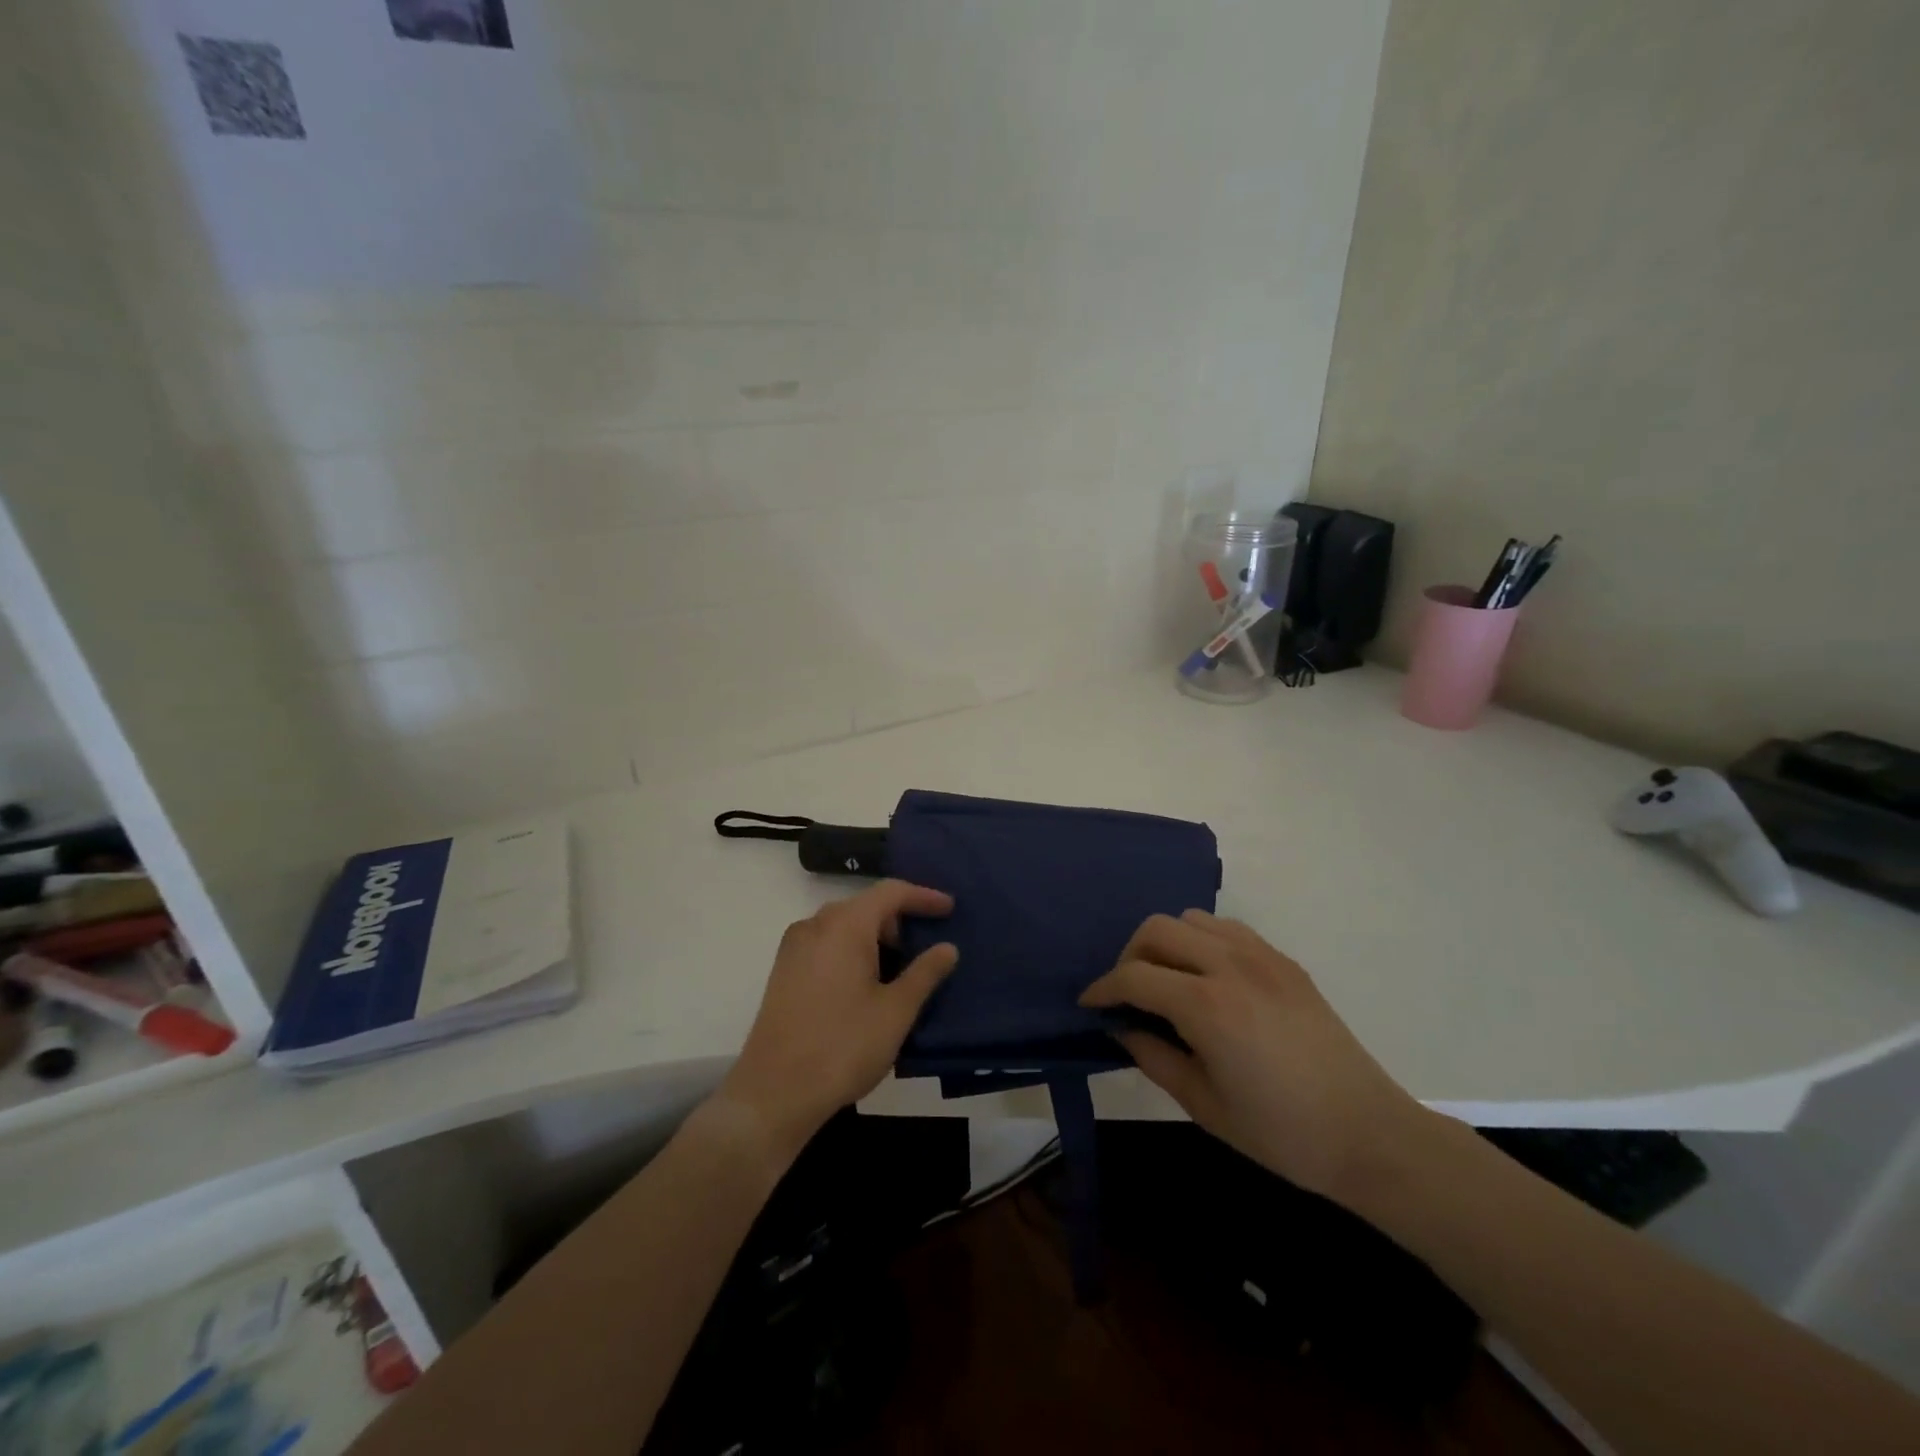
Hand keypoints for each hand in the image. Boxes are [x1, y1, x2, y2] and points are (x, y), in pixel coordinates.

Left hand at [716, 880, 957, 1162]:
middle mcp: (815, 925)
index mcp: (844, 925)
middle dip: (899, 920)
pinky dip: (852, 951)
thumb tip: (947, 947)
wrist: (774, 1093)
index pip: (890, 892)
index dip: (923, 896)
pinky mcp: (783, 971)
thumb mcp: (896, 1011)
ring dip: (875, 938)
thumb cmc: (843, 1046)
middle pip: (865, 906)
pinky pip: (826, 944)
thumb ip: (925, 973)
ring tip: (900, 970)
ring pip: (844, 926)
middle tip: (926, 948)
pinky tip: (867, 984)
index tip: (950, 909)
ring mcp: (794, 948)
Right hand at [1081, 910, 1430, 1204]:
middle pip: (1157, 930)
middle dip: (1130, 956)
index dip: (1103, 989)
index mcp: (1207, 1006)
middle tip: (1127, 994)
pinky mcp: (1284, 961)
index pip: (1135, 977)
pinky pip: (1227, 929)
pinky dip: (1202, 941)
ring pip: (1192, 919)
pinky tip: (1207, 977)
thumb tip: (1122, 1027)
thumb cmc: (1281, 1133)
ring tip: (1166, 981)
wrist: (1369, 1134)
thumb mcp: (1203, 1105)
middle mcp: (1230, 966)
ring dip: (1166, 943)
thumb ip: (1153, 1058)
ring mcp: (1262, 957)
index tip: (1090, 1004)